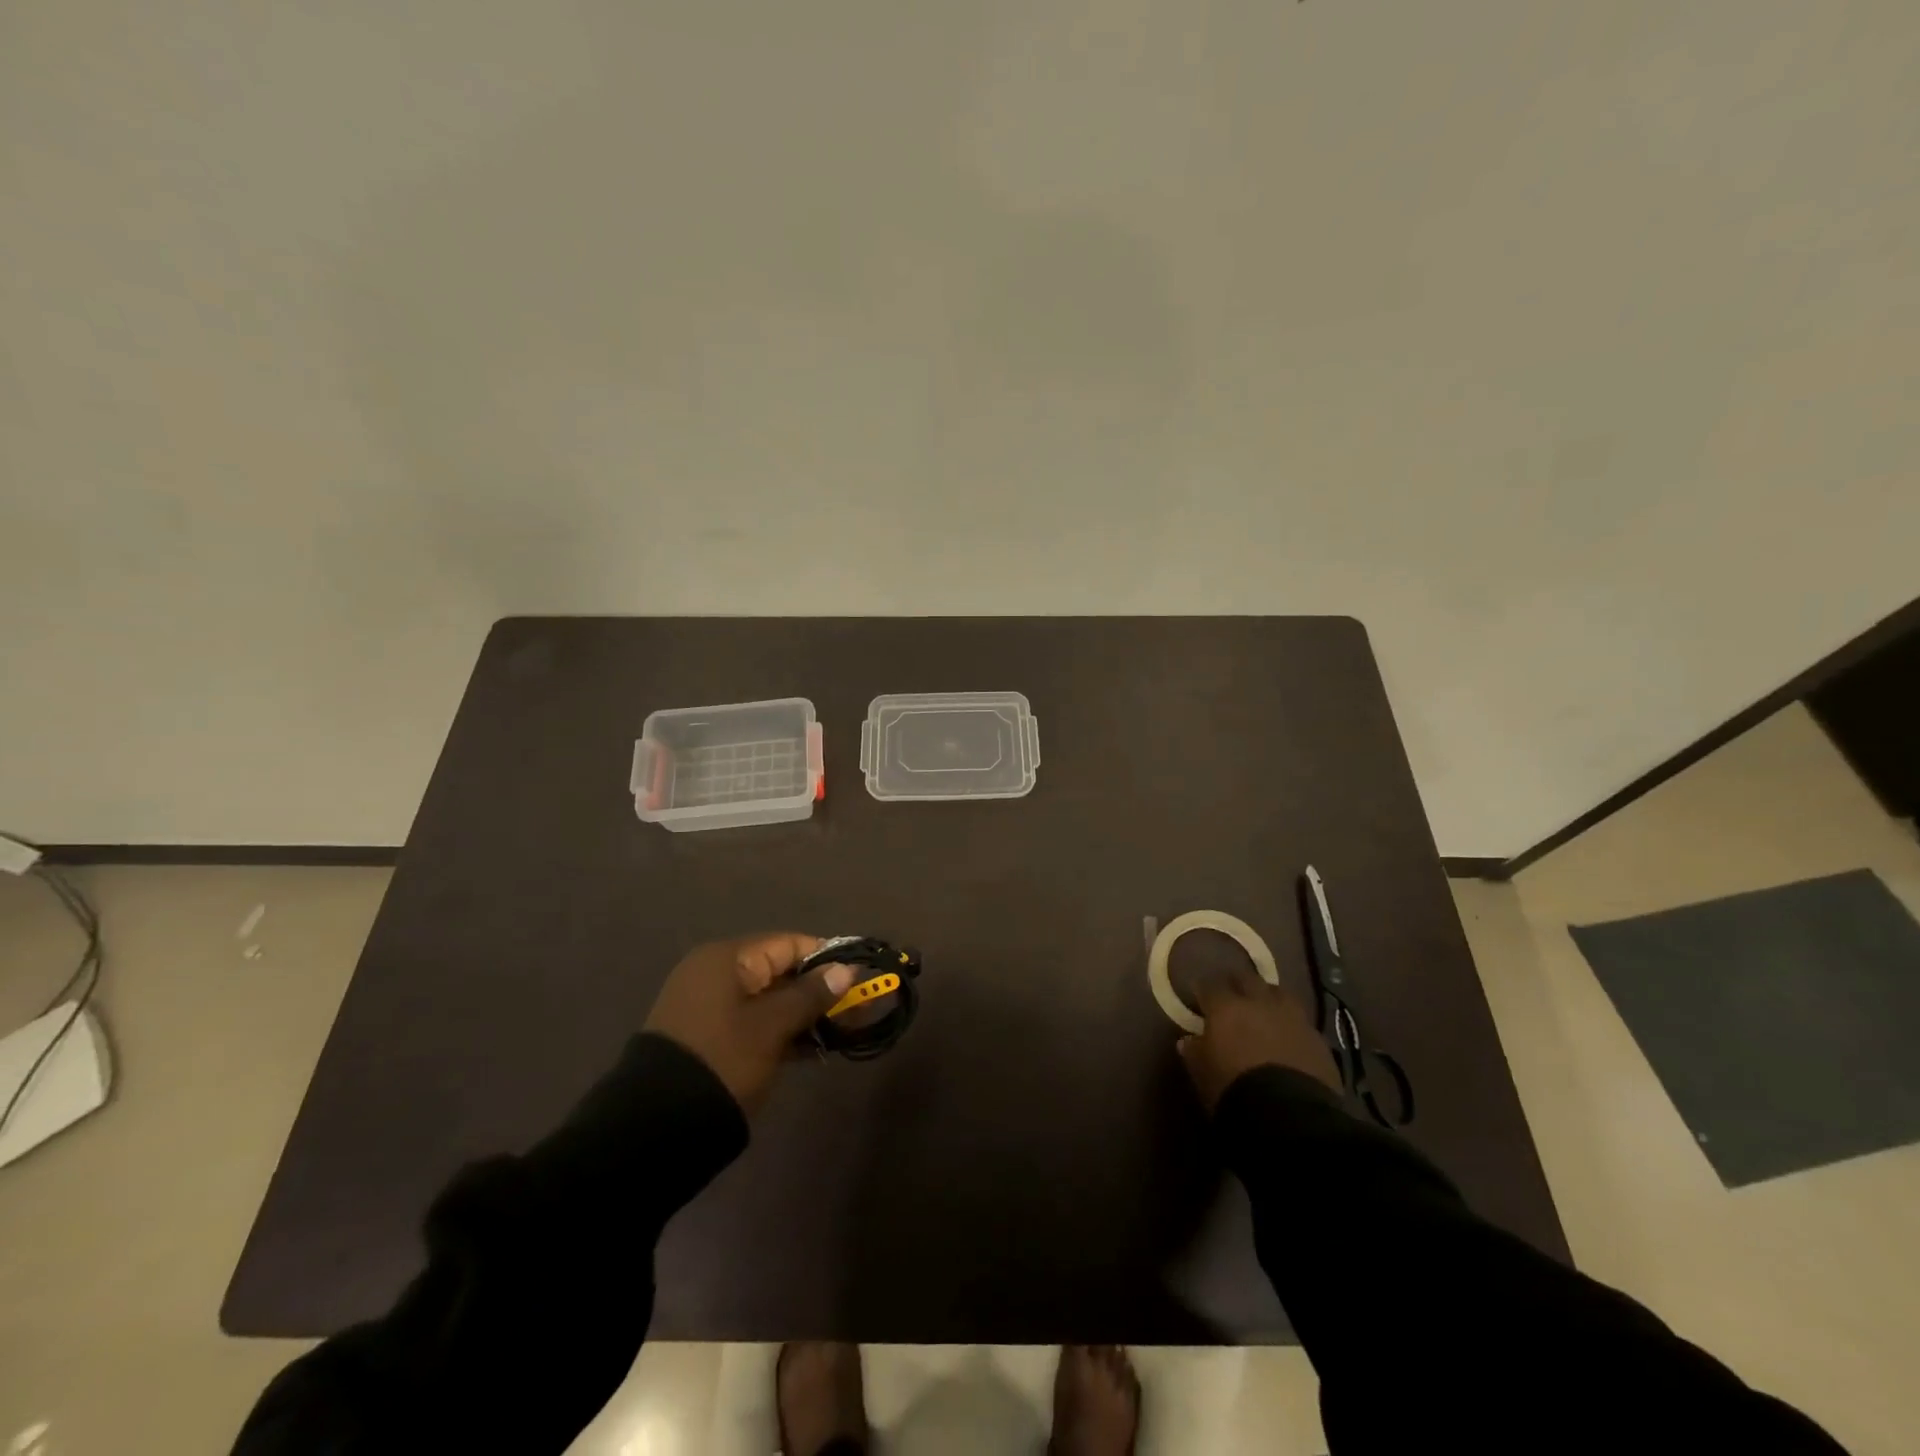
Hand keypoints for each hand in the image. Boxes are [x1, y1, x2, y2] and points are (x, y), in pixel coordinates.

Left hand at [644, 933, 854, 1111]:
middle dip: (819, 990)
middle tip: (856, 1011)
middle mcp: (716, 974)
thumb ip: (811, 995)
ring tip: (841, 1034)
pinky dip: (782, 1032)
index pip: (788, 944)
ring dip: (804, 1014)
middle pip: (780, 972)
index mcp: (727, 959)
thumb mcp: (772, 1026)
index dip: (826, 958)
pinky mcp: (709, 1037)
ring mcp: (710, 1007)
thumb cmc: (723, 1059)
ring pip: (770, 1000)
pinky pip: (754, 1022)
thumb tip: (845, 970)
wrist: (657, 1126)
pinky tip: (812, 1050)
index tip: (858, 977)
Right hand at [1177, 965, 1340, 1111]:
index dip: (1203, 990)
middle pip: (1247, 979)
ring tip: (1264, 1010)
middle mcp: (1260, 1003)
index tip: (1199, 997)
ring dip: (1268, 998)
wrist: (1290, 1117)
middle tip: (1231, 997)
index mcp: (1226, 1007)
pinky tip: (1288, 1037)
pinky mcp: (1318, 1039)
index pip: (1210, 986)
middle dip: (1237, 984)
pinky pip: (1300, 1022)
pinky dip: (1291, 1024)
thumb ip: (1194, 1052)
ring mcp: (1293, 1018)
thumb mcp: (1202, 1074)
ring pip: (1278, 993)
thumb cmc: (1234, 1089)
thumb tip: (1188, 1040)